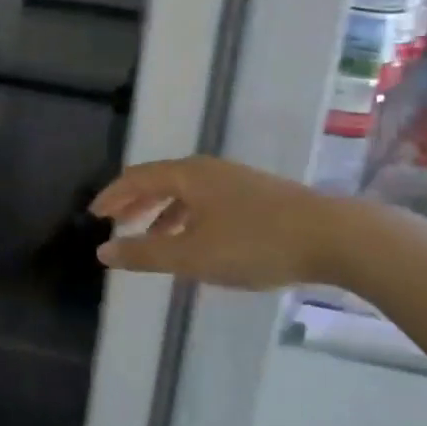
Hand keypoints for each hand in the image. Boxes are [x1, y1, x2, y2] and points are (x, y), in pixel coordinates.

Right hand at [91, 156, 347, 289]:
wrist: (332, 236)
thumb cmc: (255, 243)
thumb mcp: (193, 255)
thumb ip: (145, 253)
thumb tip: (103, 250)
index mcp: (188, 175)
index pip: (138, 177)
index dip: (112, 195)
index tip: (94, 214)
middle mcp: (208, 170)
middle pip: (161, 181)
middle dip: (135, 202)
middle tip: (116, 223)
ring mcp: (236, 181)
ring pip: (186, 193)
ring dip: (162, 213)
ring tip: (151, 239)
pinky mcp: (257, 196)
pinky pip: (207, 202)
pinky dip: (188, 219)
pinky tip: (196, 243)